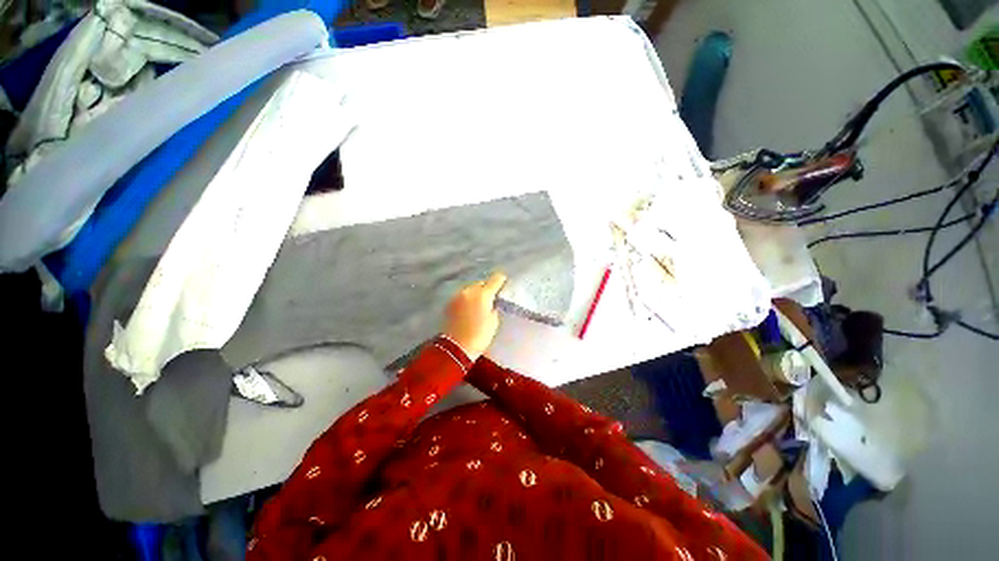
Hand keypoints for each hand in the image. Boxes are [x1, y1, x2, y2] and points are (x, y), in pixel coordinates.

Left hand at [443, 272, 506, 360]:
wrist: (455, 347)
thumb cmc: (479, 335)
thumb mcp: (493, 321)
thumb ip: (494, 306)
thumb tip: (492, 302)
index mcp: (483, 294)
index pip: (495, 279)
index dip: (501, 281)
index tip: (504, 284)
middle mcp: (469, 290)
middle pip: (481, 283)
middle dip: (487, 288)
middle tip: (491, 298)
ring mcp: (457, 295)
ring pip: (470, 289)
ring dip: (476, 293)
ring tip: (479, 304)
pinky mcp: (450, 303)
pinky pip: (462, 296)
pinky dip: (467, 299)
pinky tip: (469, 308)